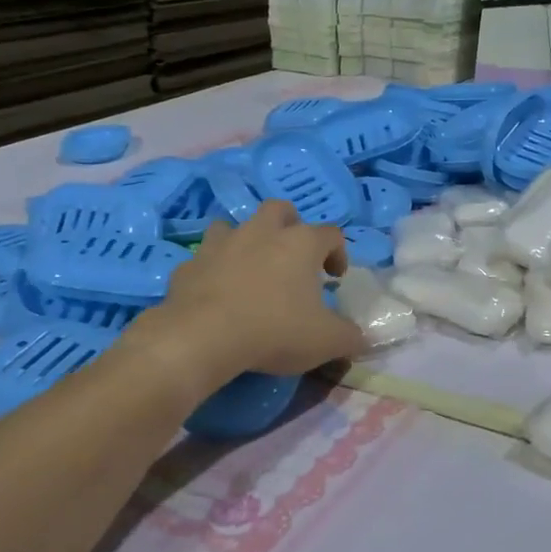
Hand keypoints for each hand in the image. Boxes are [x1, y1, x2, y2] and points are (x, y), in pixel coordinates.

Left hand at [127, 202, 366, 398]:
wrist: (203, 336)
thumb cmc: (275, 330)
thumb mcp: (326, 341)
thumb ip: (349, 336)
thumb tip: (360, 337)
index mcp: (301, 243)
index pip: (331, 233)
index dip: (338, 253)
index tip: (335, 278)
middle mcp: (262, 232)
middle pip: (280, 210)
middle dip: (290, 226)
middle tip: (293, 257)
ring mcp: (222, 244)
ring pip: (235, 225)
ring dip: (246, 240)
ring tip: (252, 268)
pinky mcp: (190, 264)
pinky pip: (205, 259)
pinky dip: (214, 270)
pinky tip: (217, 293)